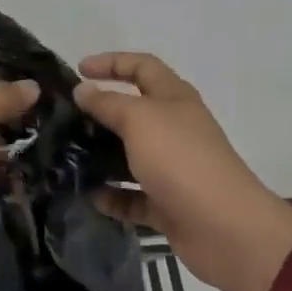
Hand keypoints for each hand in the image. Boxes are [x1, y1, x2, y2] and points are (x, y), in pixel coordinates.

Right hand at [74, 52, 291, 290]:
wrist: (225, 228)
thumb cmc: (181, 160)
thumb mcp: (139, 120)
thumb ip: (108, 103)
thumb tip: (83, 90)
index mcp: (174, 99)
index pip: (141, 67)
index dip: (111, 62)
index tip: (78, 69)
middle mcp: (174, 128)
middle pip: (133, 111)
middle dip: (100, 112)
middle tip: (66, 118)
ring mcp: (172, 168)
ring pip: (130, 155)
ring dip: (101, 156)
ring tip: (67, 158)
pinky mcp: (167, 204)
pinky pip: (133, 195)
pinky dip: (113, 196)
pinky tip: (90, 197)